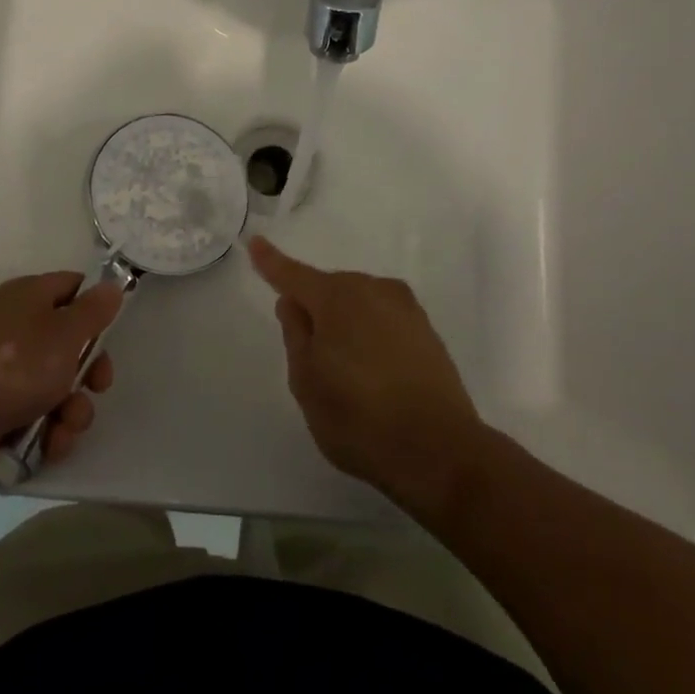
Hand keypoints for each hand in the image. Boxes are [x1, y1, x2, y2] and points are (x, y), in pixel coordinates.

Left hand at [0, 272, 122, 484]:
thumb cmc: (15, 365)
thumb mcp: (65, 332)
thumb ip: (93, 310)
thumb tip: (111, 285)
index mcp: (28, 298)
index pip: (71, 287)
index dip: (95, 307)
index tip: (111, 332)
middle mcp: (15, 329)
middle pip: (69, 344)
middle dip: (89, 373)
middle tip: (97, 387)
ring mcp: (3, 373)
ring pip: (55, 387)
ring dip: (71, 410)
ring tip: (65, 426)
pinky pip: (34, 417)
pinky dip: (47, 432)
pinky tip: (50, 444)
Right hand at [249, 236, 483, 509]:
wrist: (440, 451)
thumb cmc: (359, 417)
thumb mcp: (307, 381)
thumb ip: (295, 334)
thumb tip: (293, 303)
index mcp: (337, 297)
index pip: (294, 275)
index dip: (271, 262)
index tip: (255, 242)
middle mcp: (373, 290)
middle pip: (330, 290)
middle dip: (316, 308)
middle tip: (311, 357)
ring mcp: (405, 309)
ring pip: (360, 304)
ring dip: (346, 323)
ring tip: (346, 373)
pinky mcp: (427, 332)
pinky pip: (384, 321)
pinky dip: (371, 336)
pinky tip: (374, 373)